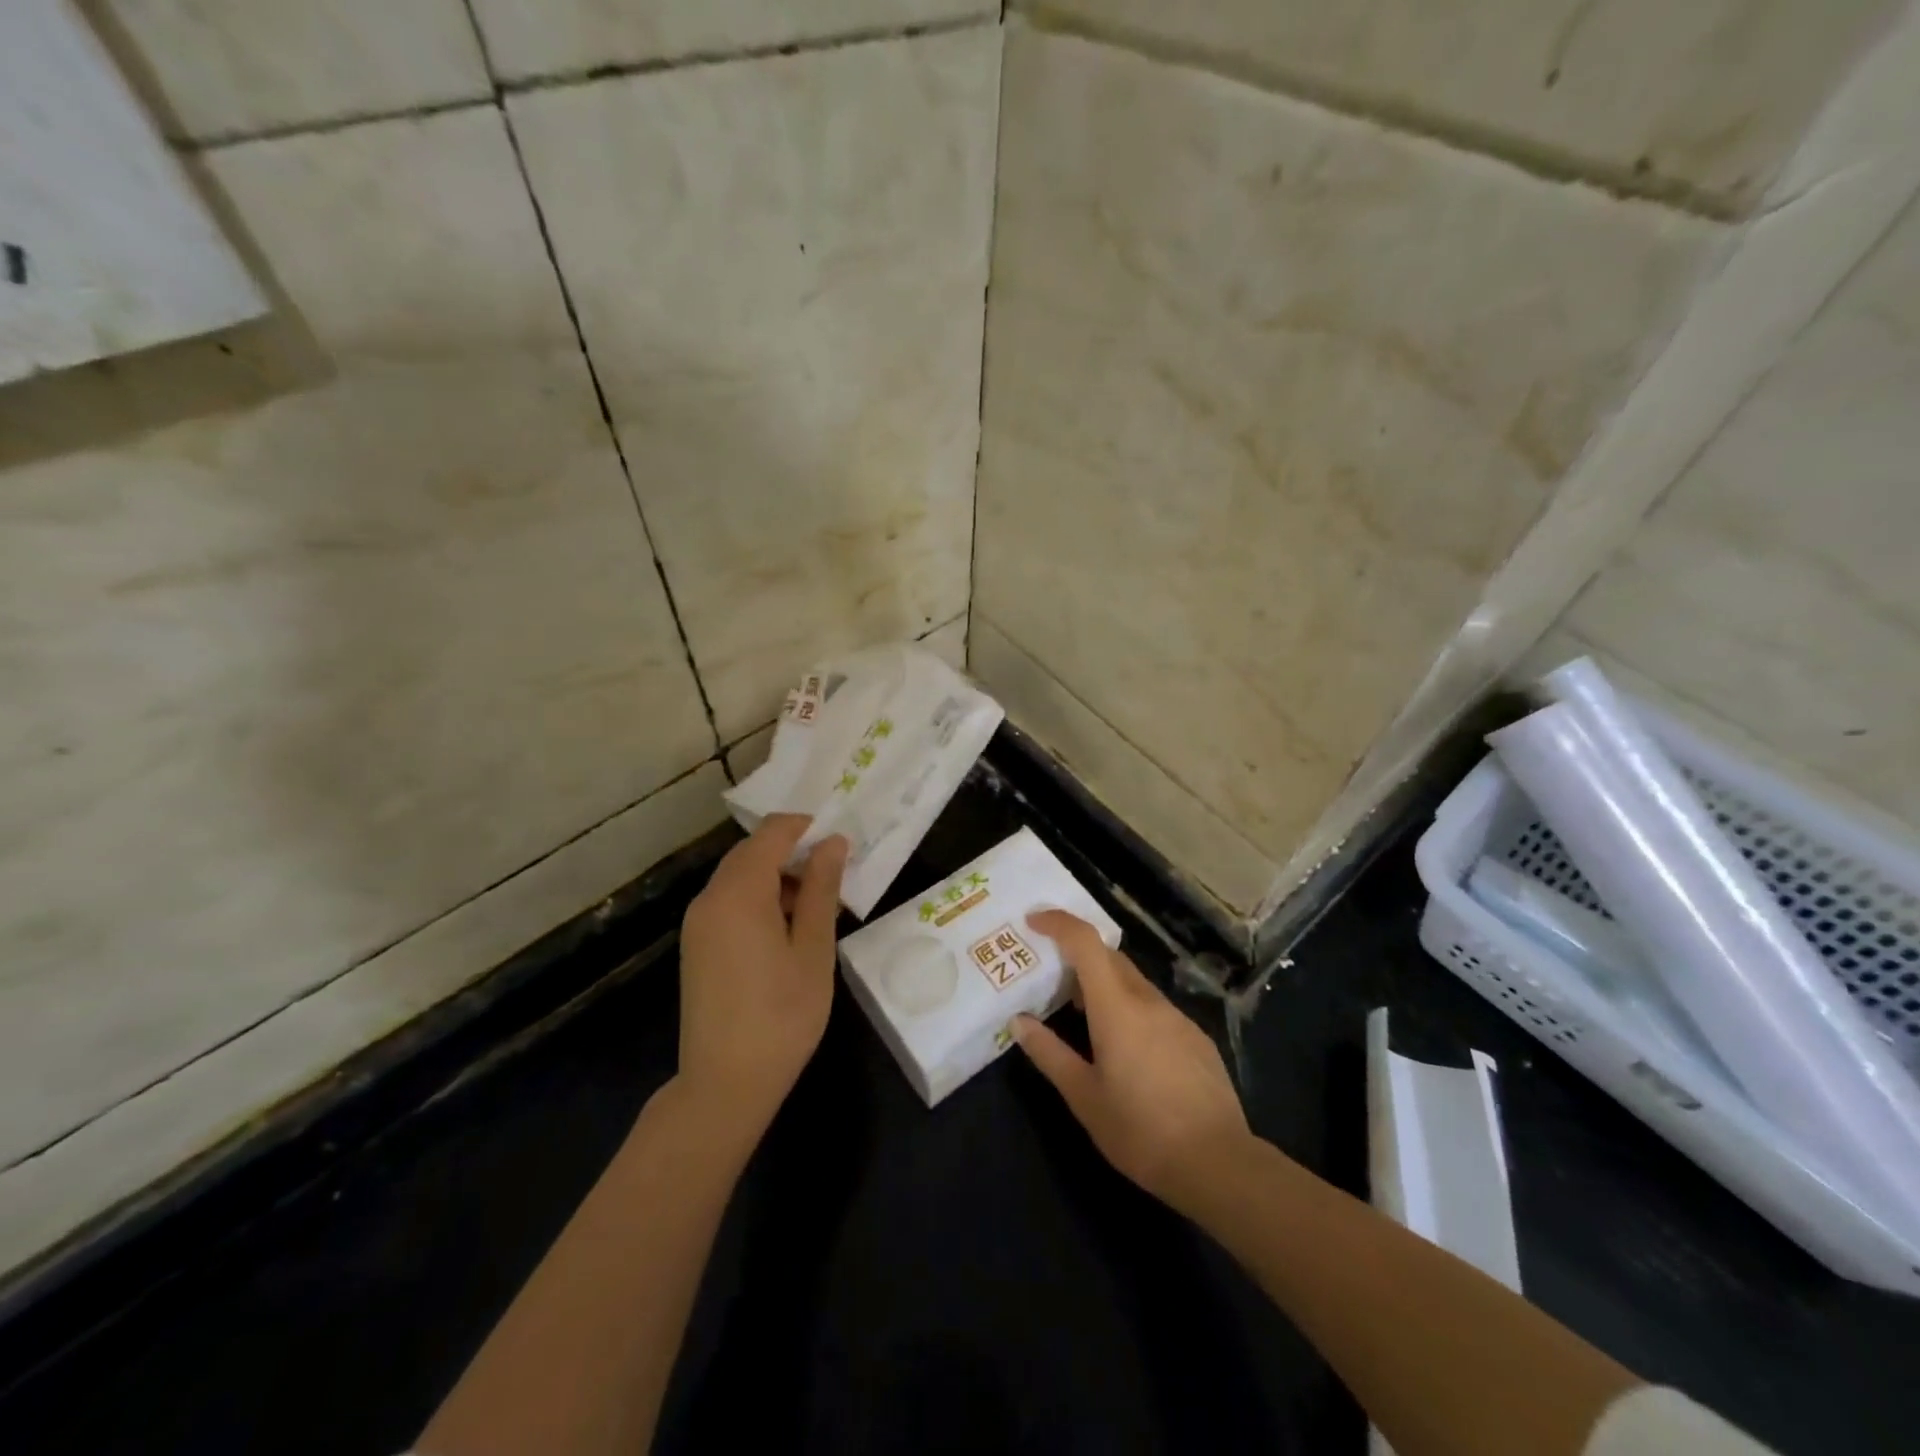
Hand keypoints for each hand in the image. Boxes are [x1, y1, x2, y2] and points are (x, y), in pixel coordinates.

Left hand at [677, 814, 847, 1137]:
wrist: (724, 1084)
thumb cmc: (781, 1015)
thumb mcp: (813, 949)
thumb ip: (821, 889)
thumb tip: (832, 842)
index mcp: (738, 893)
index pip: (771, 833)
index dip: (806, 827)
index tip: (841, 842)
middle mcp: (710, 898)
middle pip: (752, 853)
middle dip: (794, 854)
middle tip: (835, 877)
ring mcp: (698, 923)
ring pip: (741, 878)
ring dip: (779, 878)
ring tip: (818, 909)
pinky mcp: (697, 945)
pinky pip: (730, 902)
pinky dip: (760, 900)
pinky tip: (788, 931)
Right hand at [1014, 910, 1248, 1213]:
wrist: (1219, 1165)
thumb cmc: (1140, 1131)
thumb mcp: (1084, 1097)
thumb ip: (1049, 1053)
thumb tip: (1019, 1021)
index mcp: (1117, 1007)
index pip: (1085, 943)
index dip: (1058, 923)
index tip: (1033, 920)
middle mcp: (1148, 1000)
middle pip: (1109, 957)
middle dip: (1077, 954)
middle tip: (1049, 972)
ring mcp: (1177, 1017)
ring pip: (1133, 982)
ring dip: (1103, 984)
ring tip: (1080, 1011)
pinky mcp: (1195, 1038)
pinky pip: (1153, 1007)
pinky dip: (1129, 1007)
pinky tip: (1124, 1046)